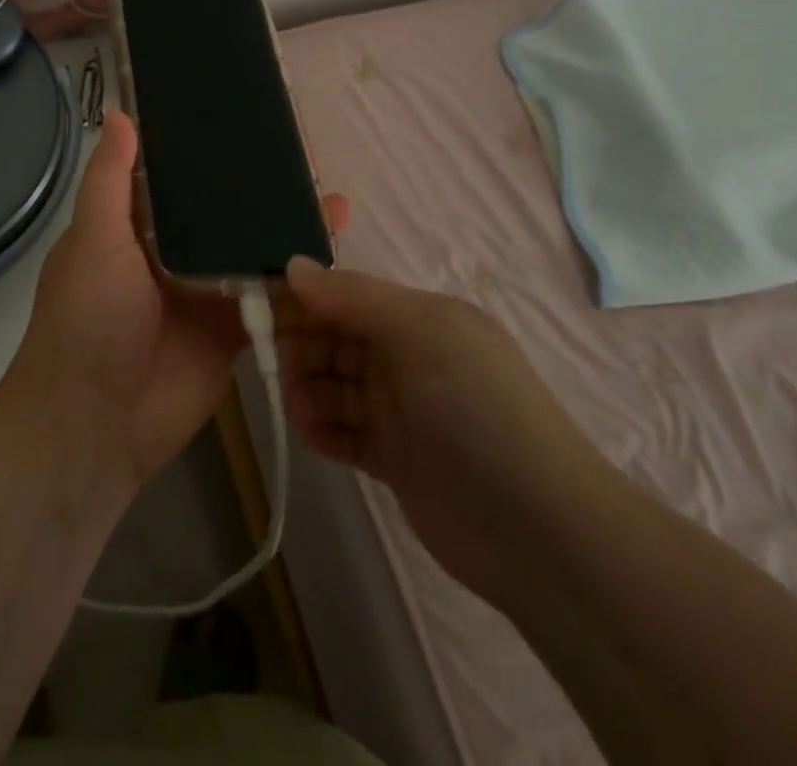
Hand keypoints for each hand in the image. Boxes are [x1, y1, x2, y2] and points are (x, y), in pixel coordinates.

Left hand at [7, 111, 348, 498]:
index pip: (178, 174)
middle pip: (223, 209)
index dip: (209, 147)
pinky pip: (269, 297)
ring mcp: (206, 290)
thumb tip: (119, 112)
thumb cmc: (87, 318)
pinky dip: (297, 278)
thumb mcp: (93, 239)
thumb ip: (110, 180)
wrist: (95, 424)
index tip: (246, 116)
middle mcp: (173, 251)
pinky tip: (331, 253)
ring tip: (330, 192)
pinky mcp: (233, 330)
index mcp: (135, 224)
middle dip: (259, 184)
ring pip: (252, 248)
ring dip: (285, 225)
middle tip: (305, 151)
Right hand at [279, 260, 611, 599]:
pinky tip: (312, 434)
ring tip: (301, 409)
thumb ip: (354, 298)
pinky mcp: (393, 457)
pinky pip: (342, 431)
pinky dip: (322, 429)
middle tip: (277, 364)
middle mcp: (407, 357)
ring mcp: (400, 409)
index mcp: (419, 318)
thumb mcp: (422, 334)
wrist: (539, 531)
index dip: (304, 297)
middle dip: (300, 345)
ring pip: (333, 384)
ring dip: (307, 390)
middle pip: (334, 338)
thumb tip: (291, 264)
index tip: (257, 303)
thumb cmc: (478, 410)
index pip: (346, 295)